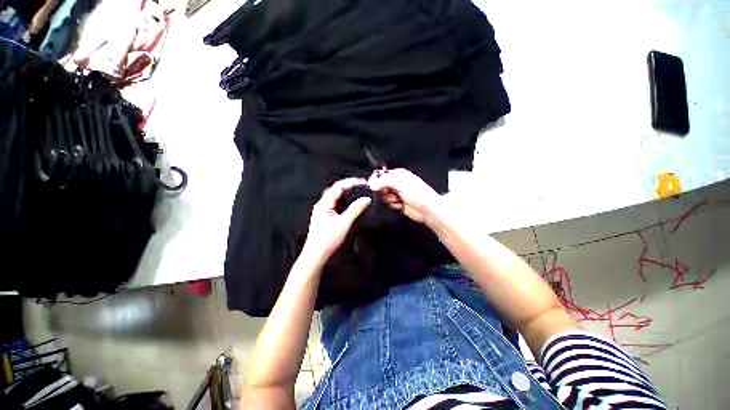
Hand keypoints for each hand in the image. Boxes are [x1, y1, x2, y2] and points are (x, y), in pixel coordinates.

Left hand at [302, 178, 371, 263]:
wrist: (315, 254)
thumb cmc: (328, 239)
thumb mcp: (344, 223)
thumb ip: (355, 209)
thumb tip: (367, 199)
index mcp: (324, 203)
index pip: (338, 186)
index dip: (352, 182)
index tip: (364, 183)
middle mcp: (321, 203)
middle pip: (335, 188)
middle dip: (349, 185)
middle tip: (362, 186)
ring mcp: (321, 209)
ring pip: (334, 195)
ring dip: (346, 191)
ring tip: (358, 191)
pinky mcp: (323, 215)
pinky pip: (334, 202)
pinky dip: (343, 199)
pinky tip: (349, 202)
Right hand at [368, 168, 442, 225]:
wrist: (427, 210)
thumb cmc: (417, 193)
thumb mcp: (400, 183)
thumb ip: (384, 181)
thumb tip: (371, 184)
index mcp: (398, 174)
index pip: (381, 174)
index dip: (376, 180)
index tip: (373, 186)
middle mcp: (396, 183)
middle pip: (380, 185)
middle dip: (383, 191)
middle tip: (389, 193)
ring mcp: (396, 193)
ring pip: (383, 196)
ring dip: (388, 199)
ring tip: (398, 200)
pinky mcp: (397, 203)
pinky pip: (387, 203)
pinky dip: (392, 205)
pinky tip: (399, 205)